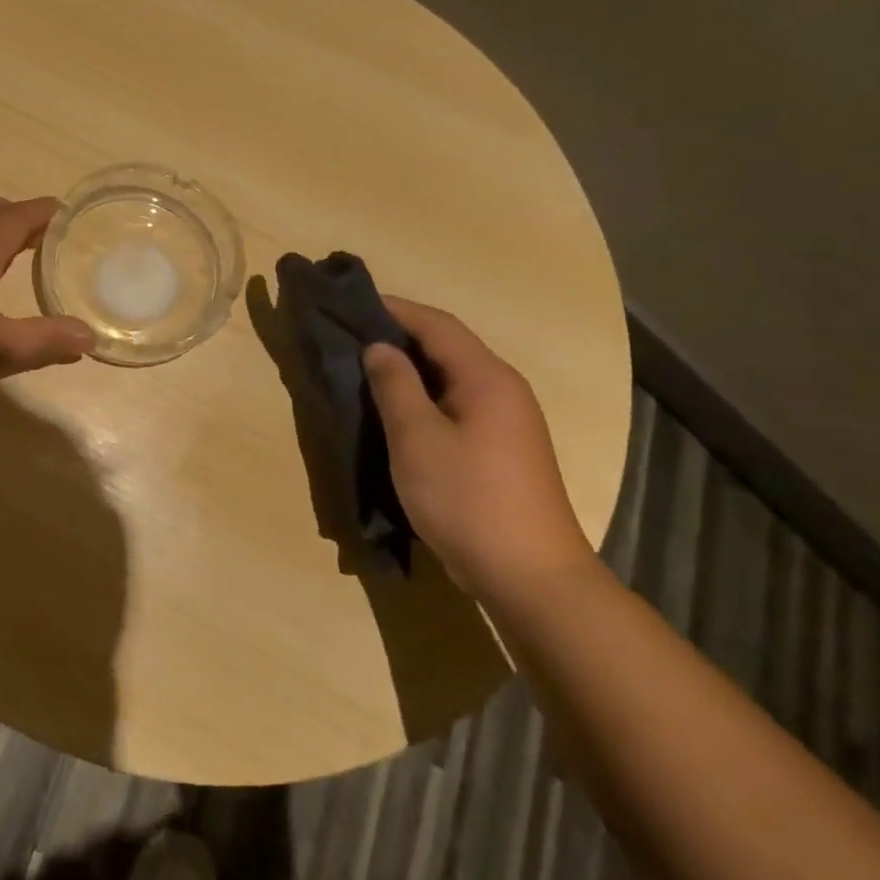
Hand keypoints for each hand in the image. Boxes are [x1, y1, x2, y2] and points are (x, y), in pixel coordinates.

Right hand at [362, 299, 597, 602]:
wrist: (530, 576)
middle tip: (350, 336)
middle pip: (447, 346)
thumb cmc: (468, 499)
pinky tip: (396, 410)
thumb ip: (395, 385)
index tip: (351, 303)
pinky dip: (423, 396)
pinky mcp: (501, 448)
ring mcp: (507, 421)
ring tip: (364, 369)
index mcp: (487, 378)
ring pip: (451, 377)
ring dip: (409, 368)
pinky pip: (456, 404)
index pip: (437, 324)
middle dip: (399, 335)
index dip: (394, 309)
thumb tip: (379, 347)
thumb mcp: (417, 438)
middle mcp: (503, 390)